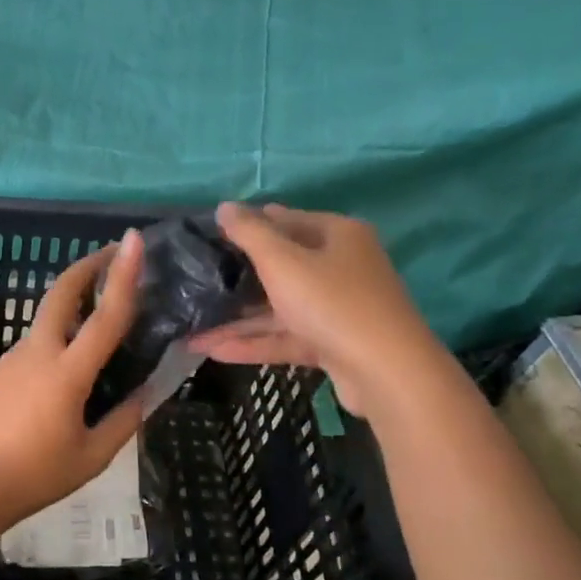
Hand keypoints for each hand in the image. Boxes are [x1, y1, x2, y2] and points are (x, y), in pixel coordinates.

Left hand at [0, 230, 146, 522]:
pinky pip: (36, 341)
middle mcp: (38, 353)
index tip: (133, 240)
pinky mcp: (0, 368)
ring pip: (47, 316)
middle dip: (88, 265)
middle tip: (115, 252)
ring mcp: (14, 357)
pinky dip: (59, 333)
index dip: (123, 275)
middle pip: (61, 292)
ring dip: (74, 300)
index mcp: (67, 373)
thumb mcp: (92, 455)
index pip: (104, 316)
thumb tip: (148, 393)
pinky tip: (71, 359)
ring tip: (102, 310)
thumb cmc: (35, 474)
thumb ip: (124, 420)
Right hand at [190, 203, 429, 416]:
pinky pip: (288, 337)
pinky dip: (255, 342)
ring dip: (239, 319)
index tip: (209, 236)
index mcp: (337, 235)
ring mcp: (339, 308)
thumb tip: (224, 207)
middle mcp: (342, 266)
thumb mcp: (283, 262)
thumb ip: (250, 233)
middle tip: (197, 280)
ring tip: (193, 328)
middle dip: (238, 277)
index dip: (247, 225)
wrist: (387, 373)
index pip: (285, 220)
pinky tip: (215, 350)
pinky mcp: (334, 344)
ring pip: (281, 307)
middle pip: (282, 265)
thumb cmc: (332, 303)